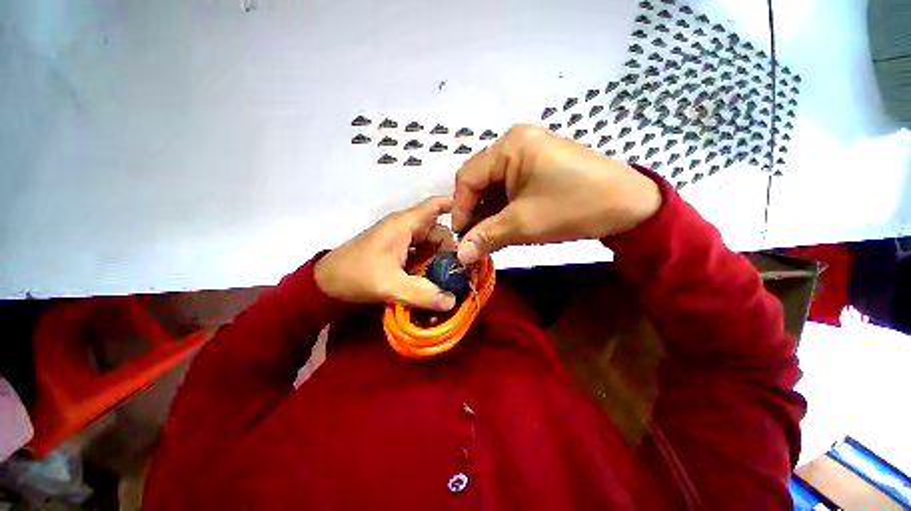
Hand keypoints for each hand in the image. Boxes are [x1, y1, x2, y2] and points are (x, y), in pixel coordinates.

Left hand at [315, 197, 457, 310]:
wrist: (324, 282)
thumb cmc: (355, 275)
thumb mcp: (390, 286)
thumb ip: (422, 294)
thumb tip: (452, 301)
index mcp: (405, 224)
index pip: (436, 205)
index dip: (457, 209)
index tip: (476, 225)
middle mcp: (406, 227)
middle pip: (439, 231)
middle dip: (452, 251)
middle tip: (461, 272)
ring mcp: (401, 239)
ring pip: (431, 245)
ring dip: (440, 261)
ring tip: (449, 280)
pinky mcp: (397, 251)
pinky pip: (421, 254)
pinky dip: (429, 265)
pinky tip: (433, 280)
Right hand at [452, 124, 662, 263]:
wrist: (630, 205)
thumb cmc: (573, 207)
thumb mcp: (524, 224)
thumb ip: (487, 237)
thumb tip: (460, 255)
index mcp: (510, 146)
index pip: (468, 176)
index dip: (460, 208)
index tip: (460, 236)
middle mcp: (516, 143)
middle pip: (480, 179)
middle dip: (474, 211)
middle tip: (473, 239)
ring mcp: (529, 153)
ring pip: (495, 185)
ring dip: (488, 212)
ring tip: (486, 236)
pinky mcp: (539, 166)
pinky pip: (511, 186)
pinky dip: (503, 207)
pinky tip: (502, 225)